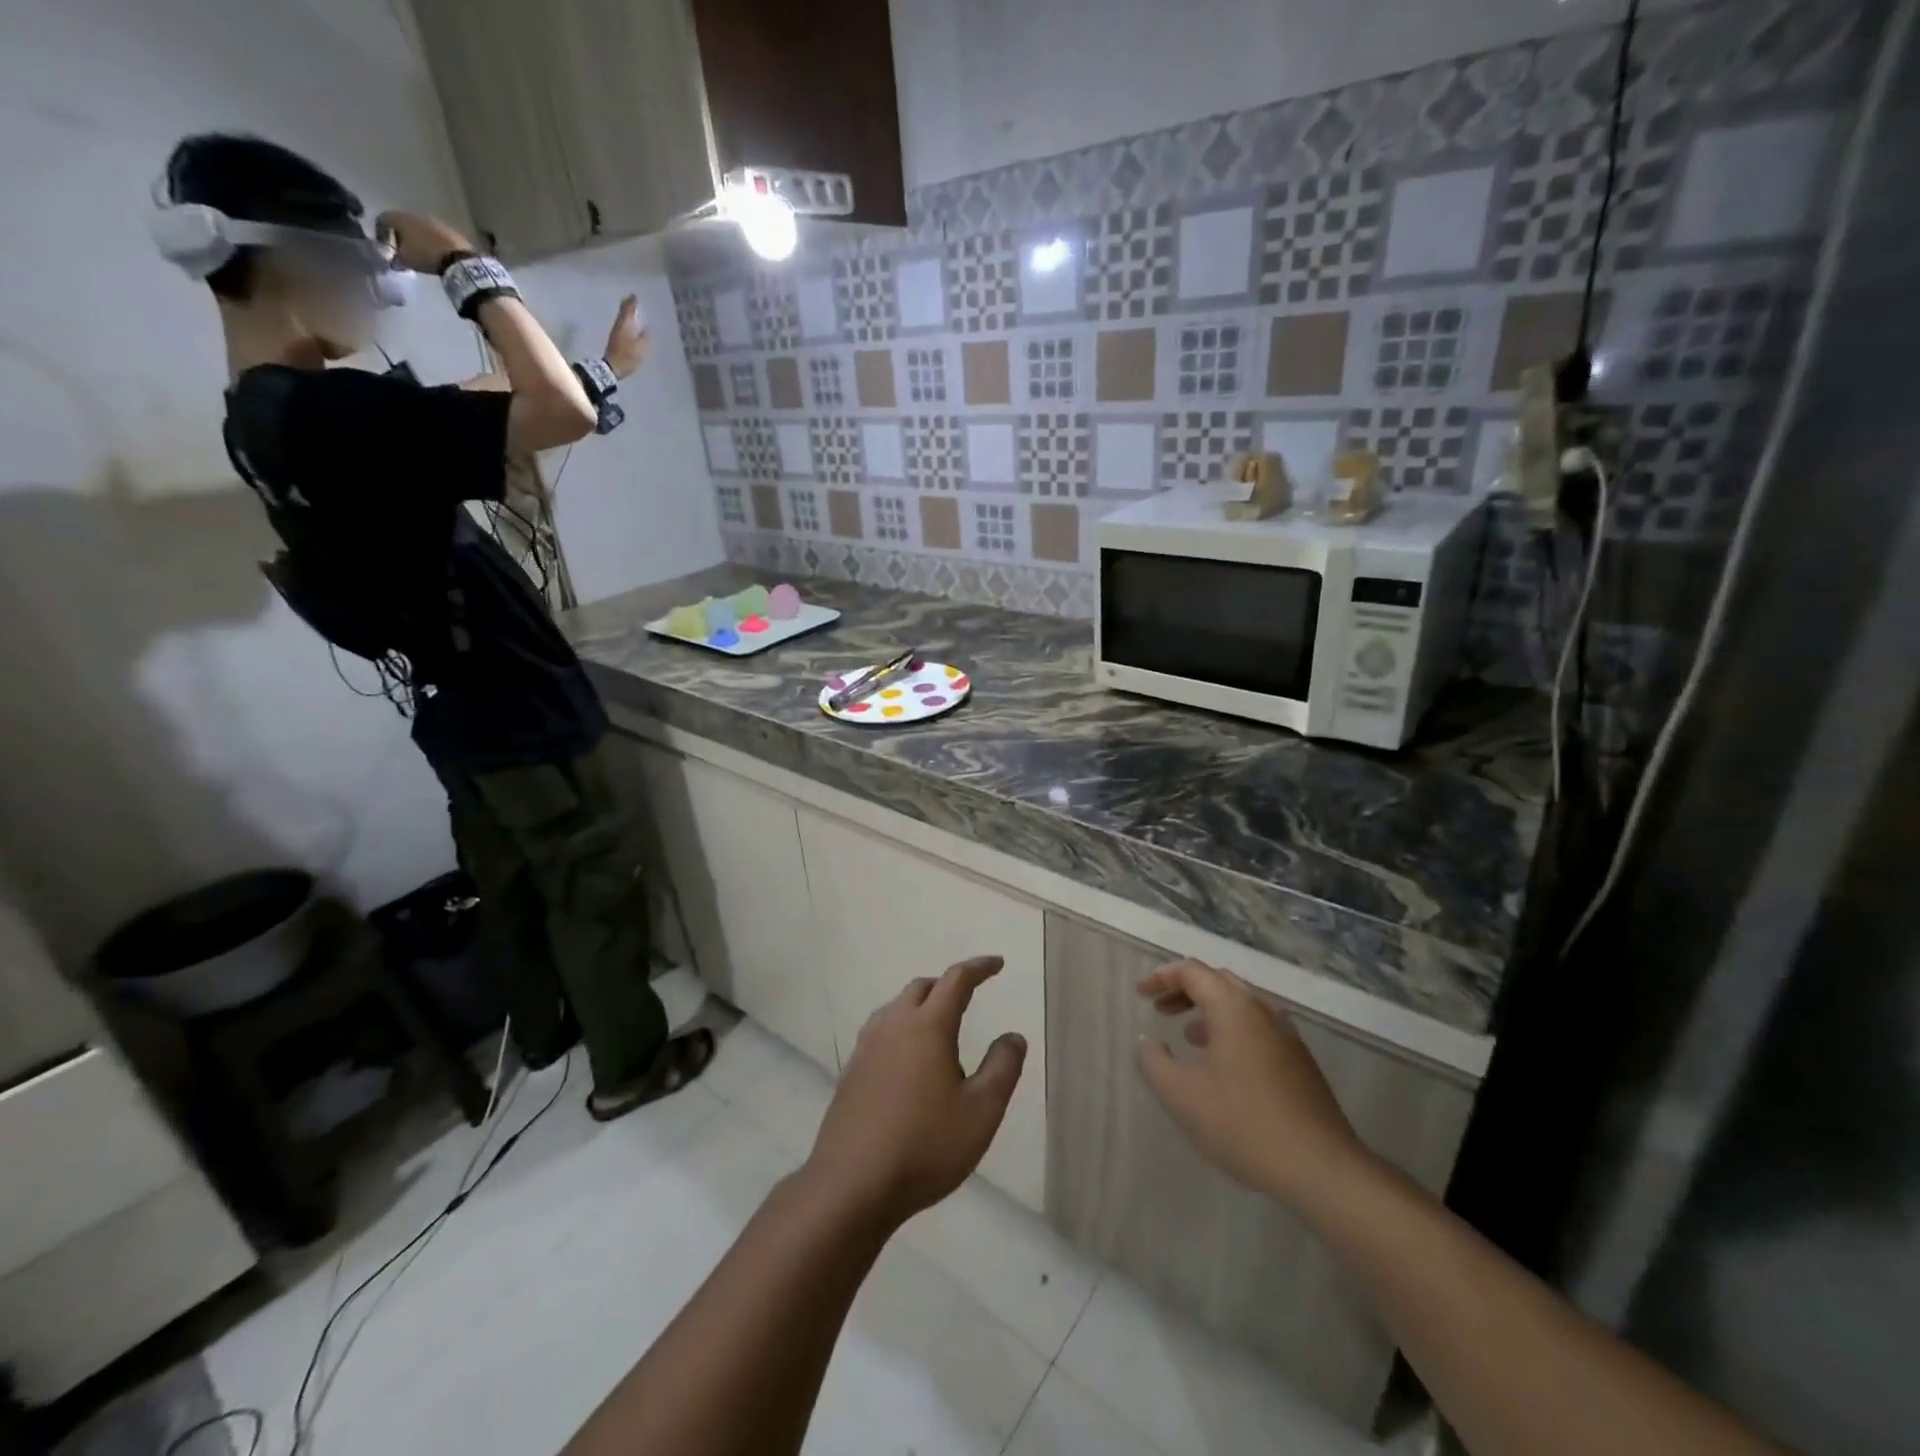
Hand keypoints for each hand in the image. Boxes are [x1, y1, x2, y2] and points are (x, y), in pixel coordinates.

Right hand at [374, 210, 474, 272]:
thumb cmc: (425, 256)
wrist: (459, 258)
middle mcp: (416, 214)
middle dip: (401, 234)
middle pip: (403, 221)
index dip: (381, 232)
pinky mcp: (450, 229)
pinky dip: (433, 241)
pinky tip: (437, 252)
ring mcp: (435, 220)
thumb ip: (397, 259)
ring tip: (421, 252)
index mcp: (400, 218)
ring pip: (420, 226)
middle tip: (404, 249)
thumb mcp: (406, 260)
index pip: (383, 219)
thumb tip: (394, 262)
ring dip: (418, 237)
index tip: (384, 245)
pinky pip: (436, 234)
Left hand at [603, 294, 649, 378]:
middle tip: (632, 300)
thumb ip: (644, 337)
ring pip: (621, 318)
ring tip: (631, 309)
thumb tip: (648, 329)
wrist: (612, 367)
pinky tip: (628, 323)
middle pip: (622, 311)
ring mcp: (615, 332)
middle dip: (627, 305)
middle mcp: (619, 325)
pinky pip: (621, 325)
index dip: (631, 302)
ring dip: (626, 312)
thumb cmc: (627, 357)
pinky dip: (625, 321)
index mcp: (625, 325)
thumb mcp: (640, 348)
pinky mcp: (615, 339)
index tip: (635, 296)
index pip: (628, 310)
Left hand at [806, 956, 1026, 1229]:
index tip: (997, 964)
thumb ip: (1003, 1068)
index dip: (979, 968)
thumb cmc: (925, 1146)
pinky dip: (902, 1028)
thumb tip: (1013, 1037)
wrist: (851, 1185)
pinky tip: (909, 1059)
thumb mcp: (981, 1113)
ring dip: (921, 1004)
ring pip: (897, 1007)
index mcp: (928, 1026)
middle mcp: (894, 1025)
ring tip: (940, 1025)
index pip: (956, 980)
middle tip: (969, 996)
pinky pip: (881, 1031)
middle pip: (922, 987)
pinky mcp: (851, 1070)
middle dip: (948, 985)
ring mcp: (867, 1047)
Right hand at [1136, 960, 1370, 1207]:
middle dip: (1185, 990)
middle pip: (1218, 982)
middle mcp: (1263, 1010)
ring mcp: (1287, 1035)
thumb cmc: (1243, 1123)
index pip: (1192, 971)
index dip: (1162, 977)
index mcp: (1234, 1007)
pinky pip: (1257, 1028)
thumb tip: (1149, 1041)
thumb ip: (1154, 1061)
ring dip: (1209, 1011)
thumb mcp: (1181, 1094)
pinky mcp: (1300, 1061)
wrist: (1321, 1168)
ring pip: (1241, 1005)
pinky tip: (1222, 1065)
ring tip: (1187, 1036)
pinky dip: (1231, 1030)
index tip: (1141, 994)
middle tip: (1161, 1009)